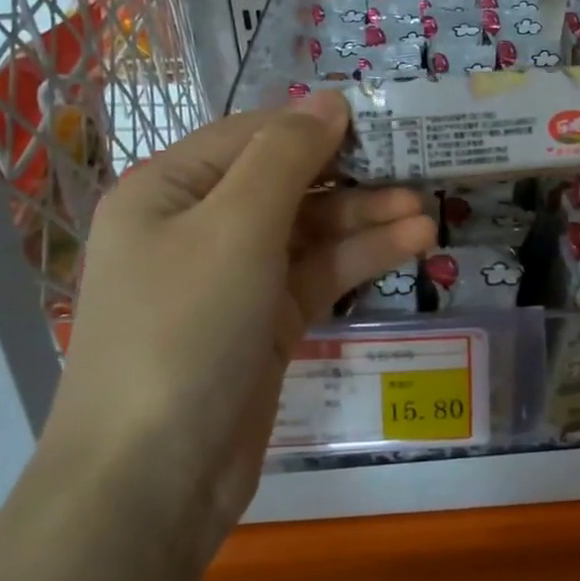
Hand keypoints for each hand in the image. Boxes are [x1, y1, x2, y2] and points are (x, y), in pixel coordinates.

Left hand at [47, 95, 436, 543]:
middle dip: (349, 175)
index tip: (379, 119)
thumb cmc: (184, 330)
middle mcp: (197, 227)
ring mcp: (234, 278)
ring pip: (309, 231)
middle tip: (416, 165)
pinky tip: (412, 242)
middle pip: (285, 182)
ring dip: (365, 218)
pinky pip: (318, 273)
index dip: (313, 124)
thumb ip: (285, 156)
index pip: (251, 136)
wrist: (152, 481)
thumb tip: (328, 99)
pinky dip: (360, 258)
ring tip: (427, 210)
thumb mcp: (235, 227)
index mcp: (168, 190)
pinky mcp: (266, 323)